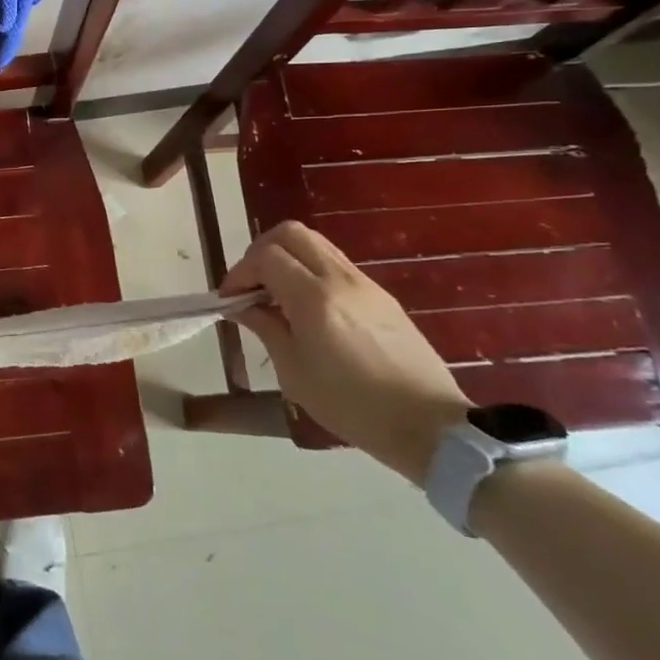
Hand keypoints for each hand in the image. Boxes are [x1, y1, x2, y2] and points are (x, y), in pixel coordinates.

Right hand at [221, 221, 470, 485]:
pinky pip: (336, 264)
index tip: (230, 299)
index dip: (239, 272)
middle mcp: (340, 279)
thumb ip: (265, 327)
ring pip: (315, 243)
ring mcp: (365, 283)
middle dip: (260, 252)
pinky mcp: (381, 295)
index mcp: (314, 298)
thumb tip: (242, 306)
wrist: (429, 426)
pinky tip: (306, 308)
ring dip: (287, 258)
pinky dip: (310, 271)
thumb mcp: (293, 371)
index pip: (265, 256)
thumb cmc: (352, 405)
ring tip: (276, 295)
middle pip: (290, 233)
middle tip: (251, 286)